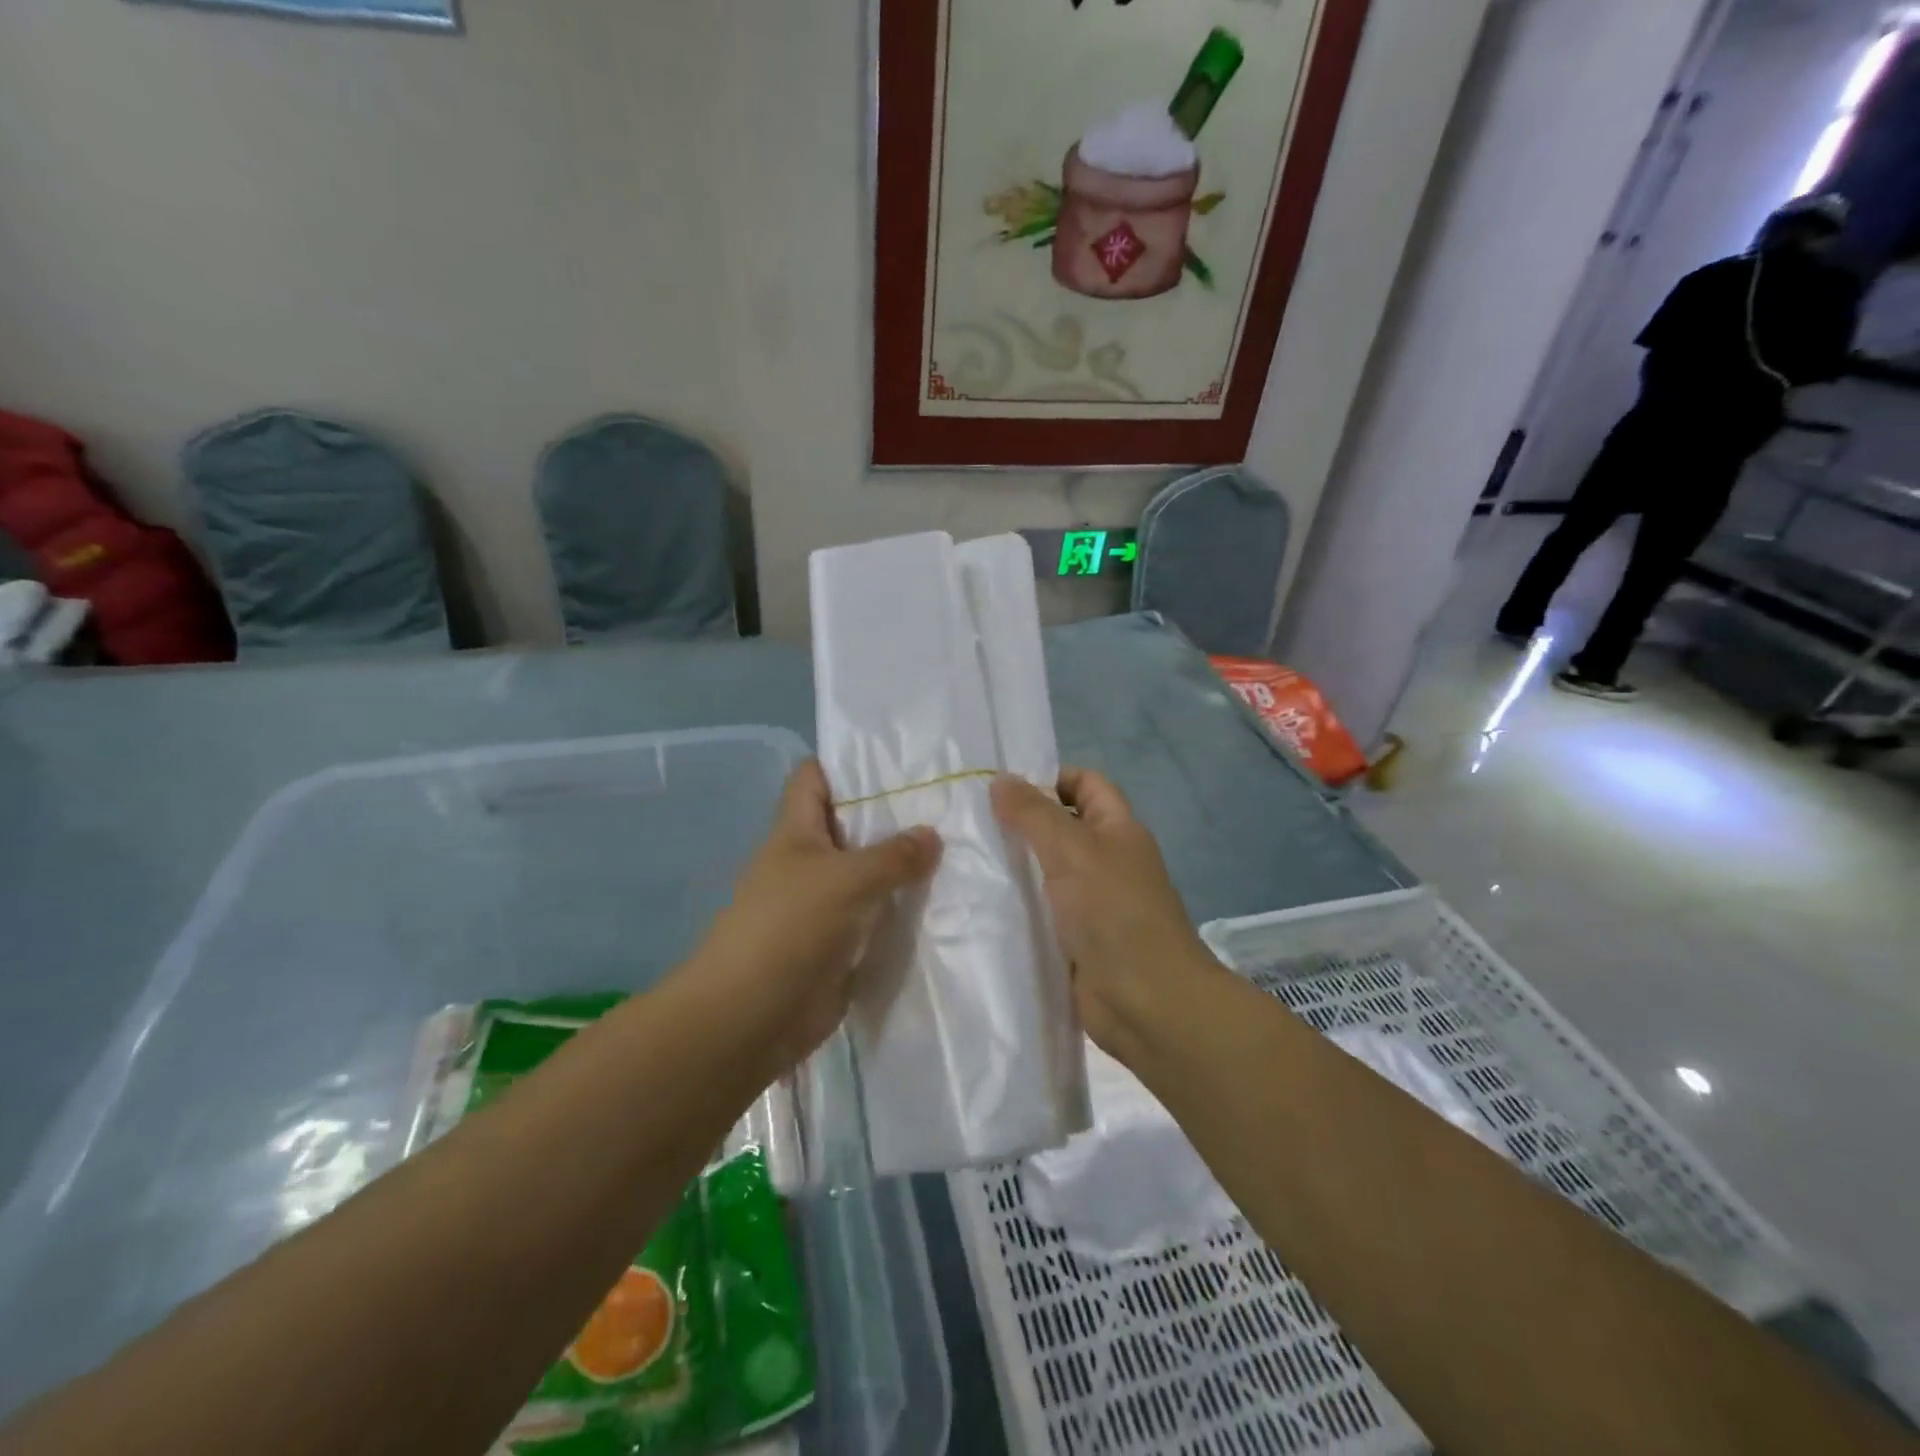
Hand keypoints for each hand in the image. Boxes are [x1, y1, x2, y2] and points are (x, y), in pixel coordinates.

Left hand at [690, 760, 940, 1072]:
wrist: (752, 1017)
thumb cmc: (789, 929)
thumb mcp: (846, 879)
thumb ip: (894, 856)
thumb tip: (933, 835)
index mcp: (796, 832)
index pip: (816, 778)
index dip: (849, 764)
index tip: (902, 761)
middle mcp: (810, 861)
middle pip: (852, 825)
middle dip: (895, 816)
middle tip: (950, 805)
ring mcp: (825, 904)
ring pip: (870, 873)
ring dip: (905, 867)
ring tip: (960, 849)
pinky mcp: (841, 942)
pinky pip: (877, 915)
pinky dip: (904, 910)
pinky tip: (945, 901)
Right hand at [991, 768, 1218, 1061]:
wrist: (1147, 1003)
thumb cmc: (1114, 913)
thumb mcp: (1072, 851)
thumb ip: (1034, 814)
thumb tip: (1001, 779)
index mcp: (1117, 830)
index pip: (1085, 784)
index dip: (1050, 777)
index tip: (1001, 787)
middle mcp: (1106, 861)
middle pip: (1061, 827)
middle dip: (1020, 822)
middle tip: (968, 822)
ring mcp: (1091, 903)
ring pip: (1046, 872)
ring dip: (1013, 866)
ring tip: (961, 859)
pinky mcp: (1075, 940)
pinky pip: (1041, 912)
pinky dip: (1016, 906)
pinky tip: (977, 904)